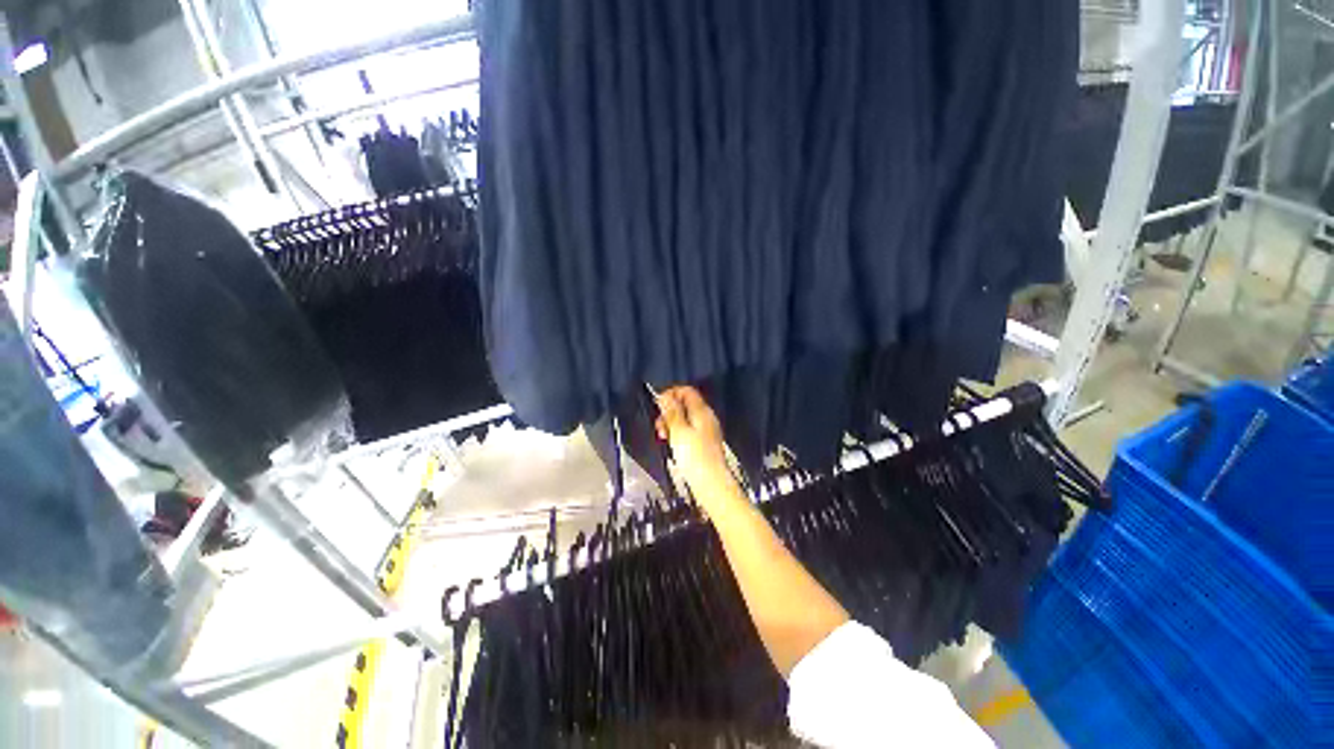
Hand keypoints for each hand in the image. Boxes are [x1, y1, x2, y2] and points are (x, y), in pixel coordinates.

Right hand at [655, 386, 734, 501]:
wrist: (712, 484)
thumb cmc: (694, 457)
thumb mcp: (678, 432)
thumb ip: (671, 412)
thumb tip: (664, 395)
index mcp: (702, 411)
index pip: (686, 391)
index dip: (671, 394)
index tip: (658, 406)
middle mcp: (706, 418)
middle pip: (685, 404)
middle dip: (669, 411)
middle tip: (659, 426)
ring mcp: (707, 431)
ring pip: (685, 418)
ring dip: (671, 424)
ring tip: (663, 437)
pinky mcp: (704, 443)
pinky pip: (688, 431)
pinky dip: (678, 433)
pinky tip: (672, 445)